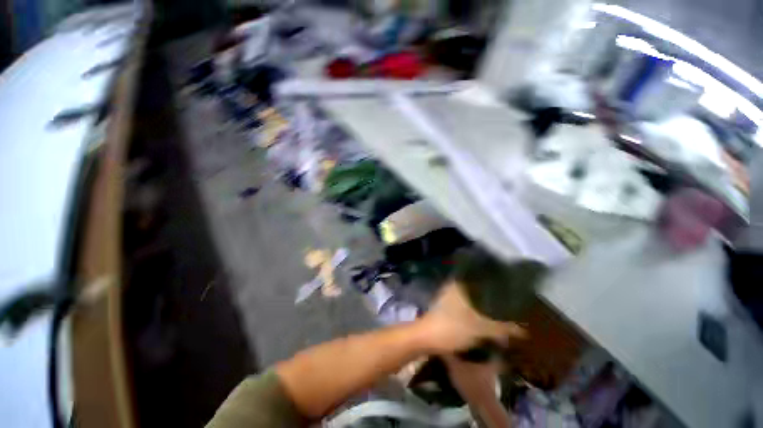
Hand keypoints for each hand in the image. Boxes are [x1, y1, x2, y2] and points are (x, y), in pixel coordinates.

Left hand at [418, 283, 526, 354]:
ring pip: (471, 296)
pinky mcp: (447, 307)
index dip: (494, 278)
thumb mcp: (480, 329)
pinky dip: (476, 309)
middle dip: (491, 292)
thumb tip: (524, 330)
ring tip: (500, 307)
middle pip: (476, 286)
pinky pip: (466, 305)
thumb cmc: (452, 328)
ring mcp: (449, 296)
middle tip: (508, 298)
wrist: (426, 339)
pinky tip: (486, 316)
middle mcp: (454, 286)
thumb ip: (503, 328)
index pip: (479, 275)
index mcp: (460, 284)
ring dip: (483, 302)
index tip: (509, 283)